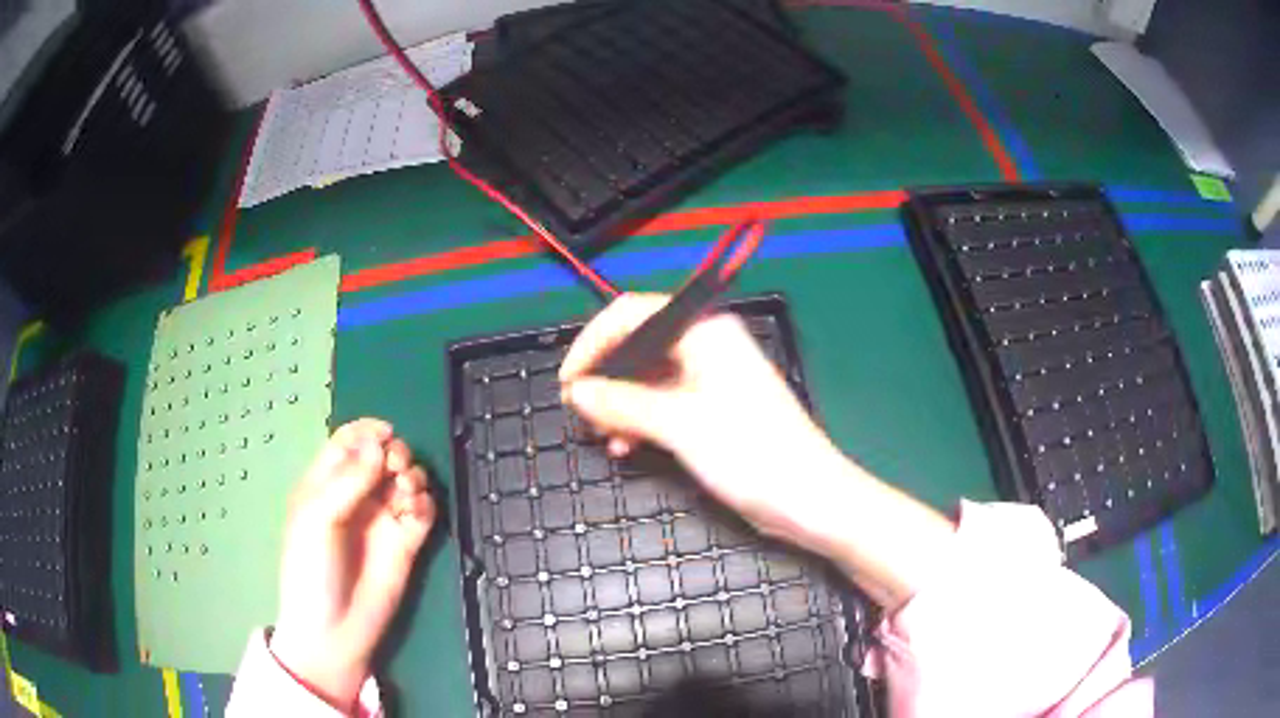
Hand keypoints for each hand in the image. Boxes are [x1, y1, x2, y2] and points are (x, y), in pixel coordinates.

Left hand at [270, 418, 435, 709]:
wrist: (335, 629)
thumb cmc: (312, 569)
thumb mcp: (318, 519)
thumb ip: (348, 480)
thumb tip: (380, 443)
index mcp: (326, 484)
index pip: (348, 442)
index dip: (367, 431)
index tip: (387, 433)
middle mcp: (356, 497)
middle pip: (382, 457)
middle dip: (395, 453)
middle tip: (397, 468)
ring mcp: (382, 520)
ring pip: (406, 480)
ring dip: (413, 477)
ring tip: (407, 494)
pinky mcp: (407, 543)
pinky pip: (423, 511)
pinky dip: (426, 503)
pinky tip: (418, 511)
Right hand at [560, 294, 955, 610]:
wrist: (810, 499)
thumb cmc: (752, 453)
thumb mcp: (680, 425)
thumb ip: (623, 404)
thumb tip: (578, 392)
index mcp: (705, 330)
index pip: (632, 314)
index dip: (593, 342)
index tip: (568, 381)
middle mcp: (707, 345)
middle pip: (638, 346)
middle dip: (606, 378)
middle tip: (579, 413)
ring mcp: (711, 379)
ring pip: (647, 379)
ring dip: (620, 405)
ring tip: (603, 437)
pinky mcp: (713, 409)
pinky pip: (663, 404)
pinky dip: (641, 421)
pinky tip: (627, 447)